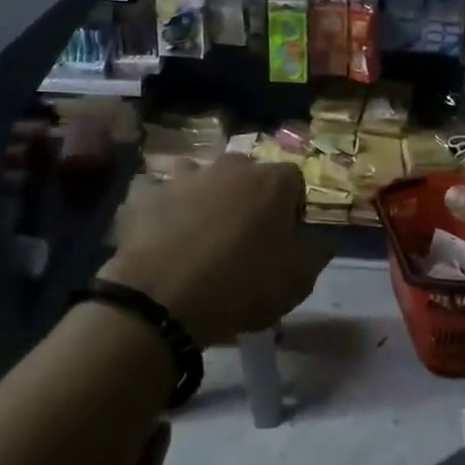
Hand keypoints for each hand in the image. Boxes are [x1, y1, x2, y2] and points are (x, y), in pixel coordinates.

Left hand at [99, 155, 333, 348]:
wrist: (164, 298)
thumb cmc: (243, 285)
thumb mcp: (299, 280)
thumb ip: (317, 251)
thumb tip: (319, 238)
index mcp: (271, 181)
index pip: (293, 181)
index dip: (292, 209)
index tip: (284, 238)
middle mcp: (229, 167)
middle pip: (246, 174)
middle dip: (247, 198)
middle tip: (241, 237)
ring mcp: (183, 176)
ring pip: (199, 178)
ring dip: (202, 197)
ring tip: (197, 234)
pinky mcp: (145, 194)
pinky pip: (155, 194)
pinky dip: (159, 208)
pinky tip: (159, 235)